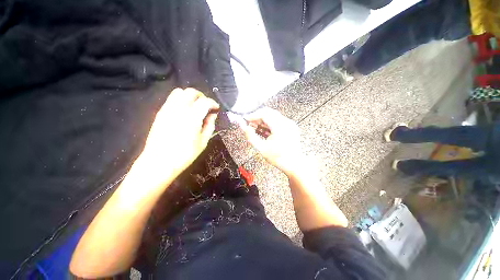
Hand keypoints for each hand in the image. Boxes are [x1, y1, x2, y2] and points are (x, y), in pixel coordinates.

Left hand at [137, 88, 218, 185]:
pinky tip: (185, 111)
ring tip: (195, 106)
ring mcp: (167, 109)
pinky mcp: (160, 113)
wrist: (159, 162)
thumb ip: (209, 126)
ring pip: (179, 92)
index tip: (216, 108)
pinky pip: (171, 99)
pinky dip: (181, 100)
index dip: (213, 103)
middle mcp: (179, 109)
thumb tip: (213, 115)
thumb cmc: (184, 155)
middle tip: (207, 106)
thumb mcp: (203, 142)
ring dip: (190, 96)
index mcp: (192, 118)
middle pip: (191, 92)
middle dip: (202, 96)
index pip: (205, 102)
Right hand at [240, 108, 302, 175]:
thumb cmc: (280, 158)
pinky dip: (268, 124)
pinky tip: (262, 130)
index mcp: (280, 127)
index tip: (246, 119)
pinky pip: (277, 121)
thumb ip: (251, 137)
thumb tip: (245, 128)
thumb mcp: (262, 149)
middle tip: (249, 123)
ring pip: (272, 116)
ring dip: (262, 121)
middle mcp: (286, 123)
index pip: (264, 114)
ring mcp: (289, 124)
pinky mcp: (290, 127)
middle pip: (268, 113)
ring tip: (254, 127)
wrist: (294, 164)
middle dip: (257, 117)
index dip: (253, 115)